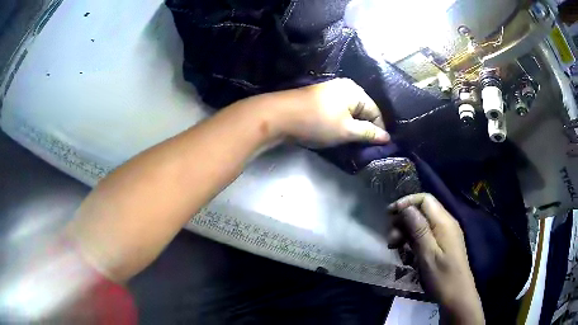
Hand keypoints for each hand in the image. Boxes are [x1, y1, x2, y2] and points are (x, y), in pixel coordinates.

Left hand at [253, 78, 389, 147]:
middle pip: (363, 110)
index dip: (379, 130)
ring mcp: (330, 91)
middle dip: (365, 128)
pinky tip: (338, 133)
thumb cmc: (317, 122)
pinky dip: (340, 123)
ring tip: (352, 142)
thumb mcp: (347, 130)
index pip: (375, 111)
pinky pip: (337, 111)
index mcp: (355, 91)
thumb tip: (386, 137)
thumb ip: (368, 133)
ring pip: (349, 112)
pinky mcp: (318, 99)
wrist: (279, 115)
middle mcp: (344, 87)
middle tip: (365, 146)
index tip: (379, 147)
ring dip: (352, 127)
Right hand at [387, 193, 484, 324]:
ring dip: (406, 233)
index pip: (425, 199)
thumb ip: (418, 229)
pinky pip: (425, 236)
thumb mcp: (428, 254)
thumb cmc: (442, 277)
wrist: (457, 296)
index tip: (389, 215)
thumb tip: (406, 207)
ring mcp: (445, 235)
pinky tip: (406, 255)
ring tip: (395, 249)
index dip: (406, 203)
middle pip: (422, 212)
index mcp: (444, 222)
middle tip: (391, 240)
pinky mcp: (442, 245)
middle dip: (403, 222)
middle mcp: (445, 224)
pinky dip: (413, 242)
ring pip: (421, 225)